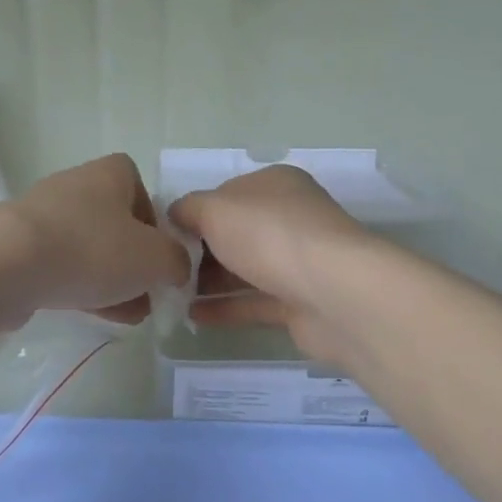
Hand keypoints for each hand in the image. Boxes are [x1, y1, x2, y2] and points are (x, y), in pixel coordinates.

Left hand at [0, 154, 190, 326]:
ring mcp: (43, 216)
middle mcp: (75, 186)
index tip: (160, 254)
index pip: (139, 186)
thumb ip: (176, 261)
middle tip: (147, 293)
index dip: (154, 221)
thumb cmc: (91, 248)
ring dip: (110, 279)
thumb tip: (174, 267)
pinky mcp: (19, 247)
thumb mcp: (155, 258)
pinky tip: (94, 315)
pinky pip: (60, 265)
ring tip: (128, 315)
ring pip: (88, 247)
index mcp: (109, 173)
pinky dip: (79, 286)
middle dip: (133, 260)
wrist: (8, 263)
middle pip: (114, 221)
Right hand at [168, 165, 372, 362]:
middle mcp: (290, 218)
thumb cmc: (269, 235)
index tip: (166, 234)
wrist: (335, 294)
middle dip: (201, 250)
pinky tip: (192, 316)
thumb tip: (174, 215)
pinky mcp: (302, 303)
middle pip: (236, 232)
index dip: (196, 212)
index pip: (226, 193)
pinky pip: (255, 302)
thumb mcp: (214, 209)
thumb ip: (188, 209)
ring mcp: (299, 262)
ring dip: (210, 281)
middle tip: (167, 269)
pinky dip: (225, 308)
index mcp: (275, 185)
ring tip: (171, 295)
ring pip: (246, 268)